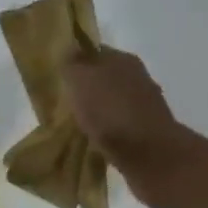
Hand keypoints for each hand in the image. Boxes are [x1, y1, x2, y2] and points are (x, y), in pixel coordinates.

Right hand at [62, 46, 196, 207]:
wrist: (149, 155)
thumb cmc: (111, 112)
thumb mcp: (81, 80)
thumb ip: (72, 65)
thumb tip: (68, 53)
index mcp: (123, 59)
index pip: (94, 52)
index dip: (75, 61)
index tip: (58, 77)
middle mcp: (137, 78)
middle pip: (104, 78)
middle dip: (85, 89)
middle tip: (62, 103)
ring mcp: (143, 107)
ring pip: (111, 103)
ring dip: (95, 112)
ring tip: (74, 125)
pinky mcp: (145, 133)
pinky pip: (118, 127)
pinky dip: (105, 132)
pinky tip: (93, 142)